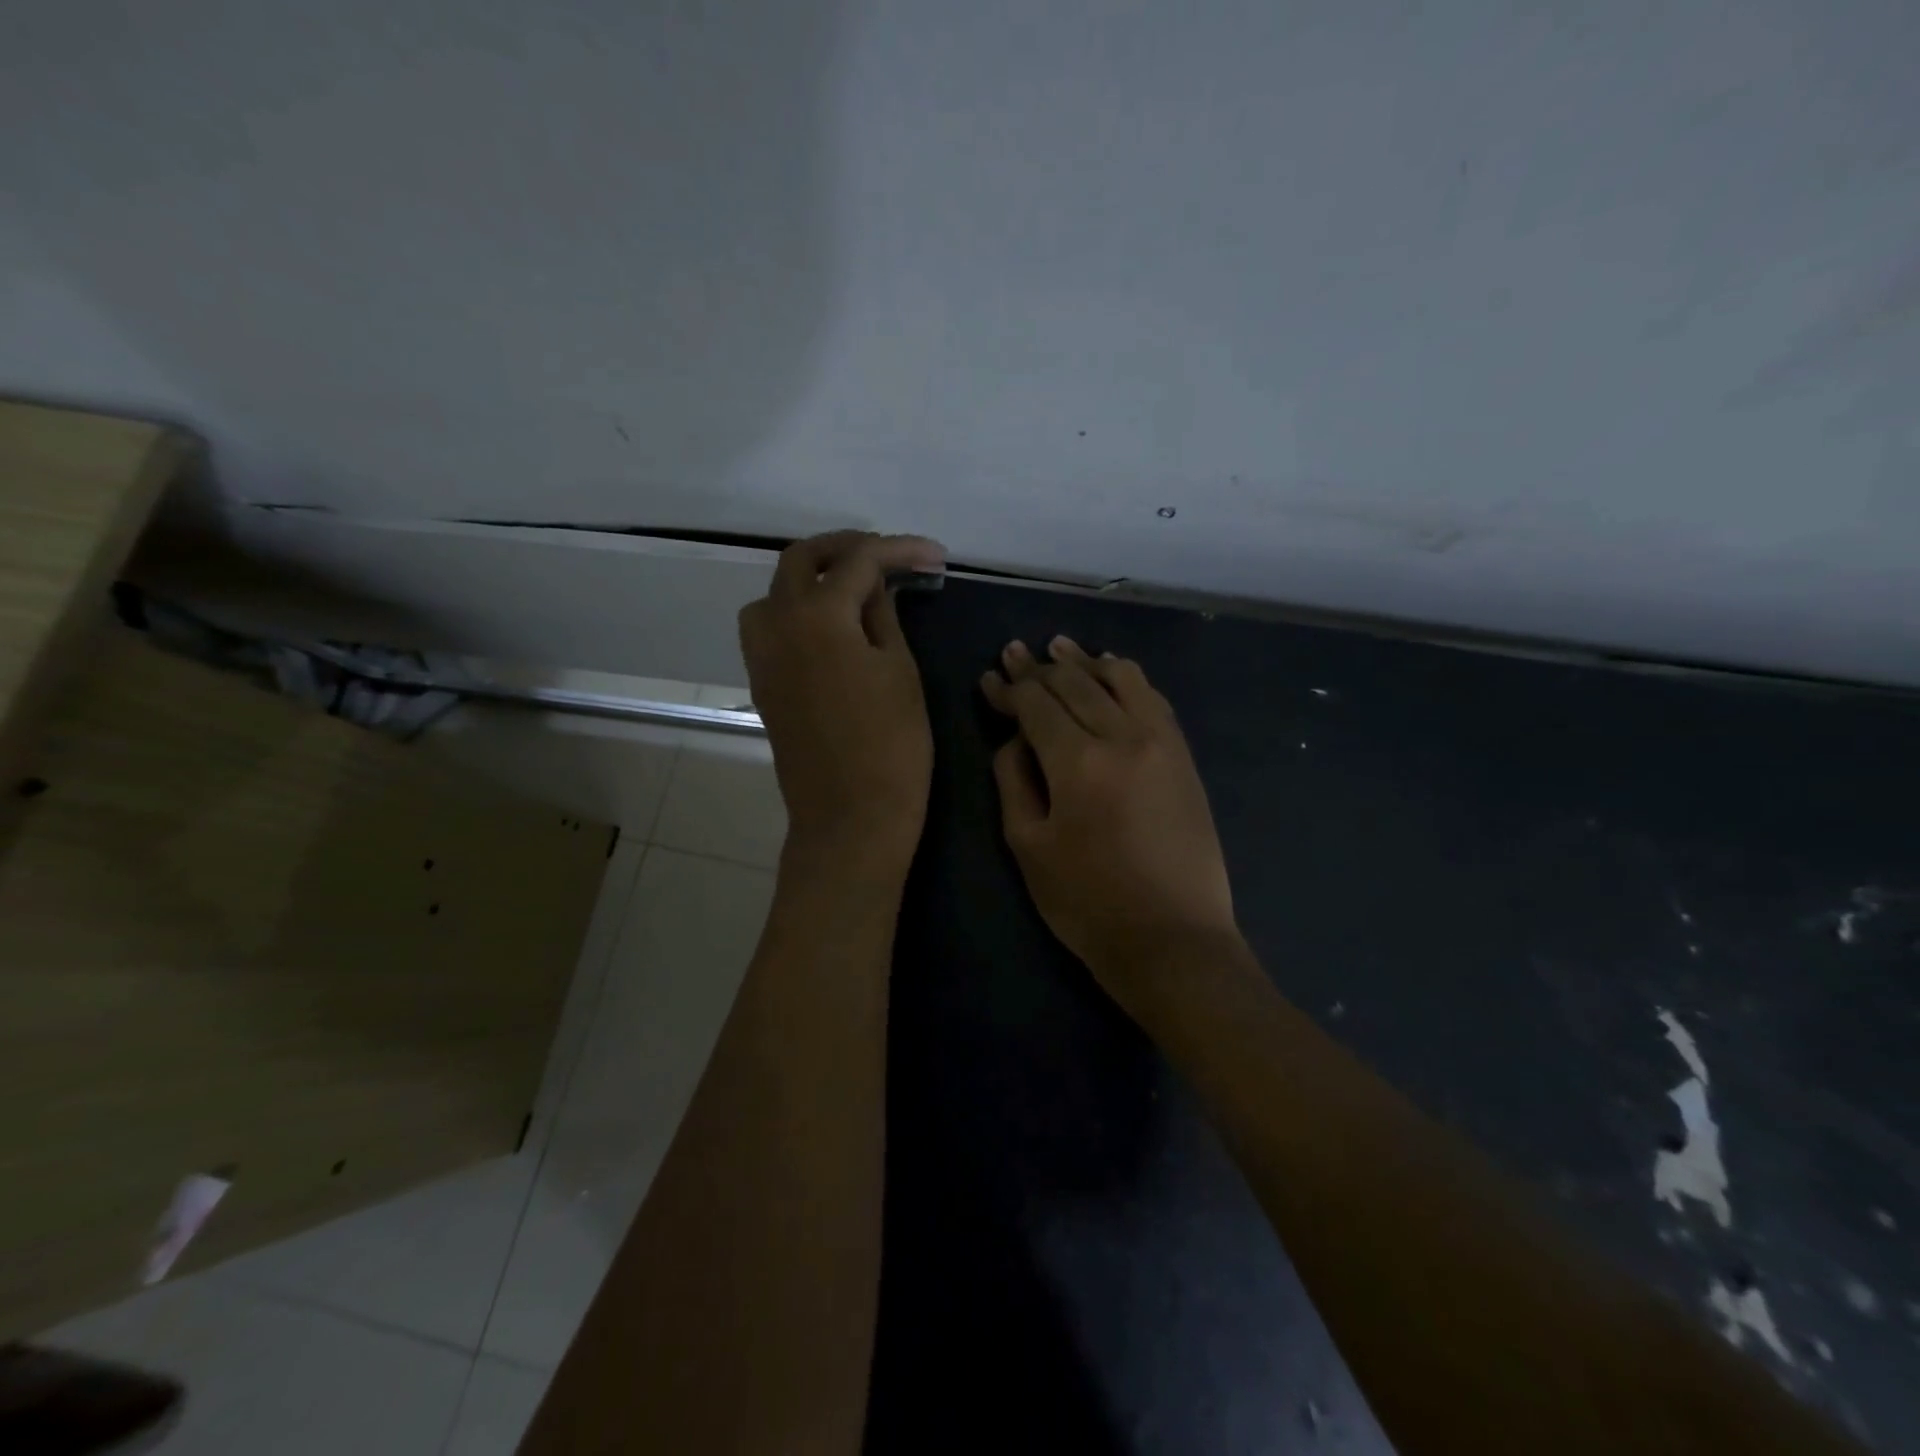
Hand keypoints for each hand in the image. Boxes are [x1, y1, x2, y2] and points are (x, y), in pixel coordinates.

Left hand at [740, 531, 945, 872]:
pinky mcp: (762, 683)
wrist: (850, 817)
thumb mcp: (900, 671)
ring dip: (811, 577)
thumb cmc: (891, 745)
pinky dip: (797, 611)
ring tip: (854, 589)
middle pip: (801, 559)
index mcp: (817, 615)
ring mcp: (762, 655)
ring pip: (775, 591)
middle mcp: (777, 624)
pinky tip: (831, 628)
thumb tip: (876, 588)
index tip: (935, 556)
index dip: (900, 551)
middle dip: (846, 548)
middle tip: (888, 556)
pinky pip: (769, 626)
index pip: (859, 561)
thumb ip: (883, 618)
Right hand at [982, 637, 1239, 998]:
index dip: (1009, 688)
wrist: (1173, 940)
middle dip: (1039, 666)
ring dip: (1085, 661)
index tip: (990, 678)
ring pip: (1120, 678)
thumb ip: (1014, 781)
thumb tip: (1017, 738)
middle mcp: (1123, 736)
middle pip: (1075, 683)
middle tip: (1015, 653)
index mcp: (1078, 762)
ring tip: (1061, 649)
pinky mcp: (1184, 756)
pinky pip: (1153, 698)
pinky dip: (1126, 678)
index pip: (1036, 704)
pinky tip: (1110, 673)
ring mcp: (1162, 742)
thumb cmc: (1088, 904)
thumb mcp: (1029, 848)